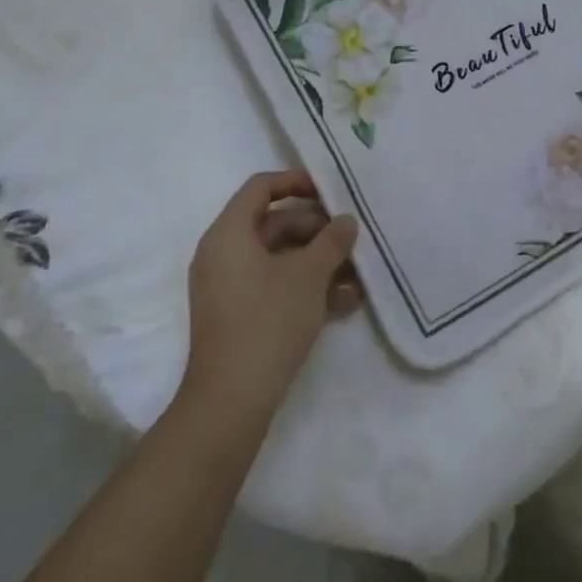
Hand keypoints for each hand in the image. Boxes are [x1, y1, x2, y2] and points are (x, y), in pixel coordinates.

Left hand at [182, 171, 360, 422]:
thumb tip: (346, 221)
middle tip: (352, 237)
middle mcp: (223, 254)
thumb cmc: (268, 321)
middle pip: (273, 223)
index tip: (330, 190)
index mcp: (229, 233)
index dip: (296, 181)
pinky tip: (345, 301)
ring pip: (279, 258)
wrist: (231, 400)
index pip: (261, 187)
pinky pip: (274, 285)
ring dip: (318, 262)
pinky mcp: (238, 314)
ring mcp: (229, 286)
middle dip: (317, 230)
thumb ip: (331, 241)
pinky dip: (305, 286)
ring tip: (358, 274)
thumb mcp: (309, 275)